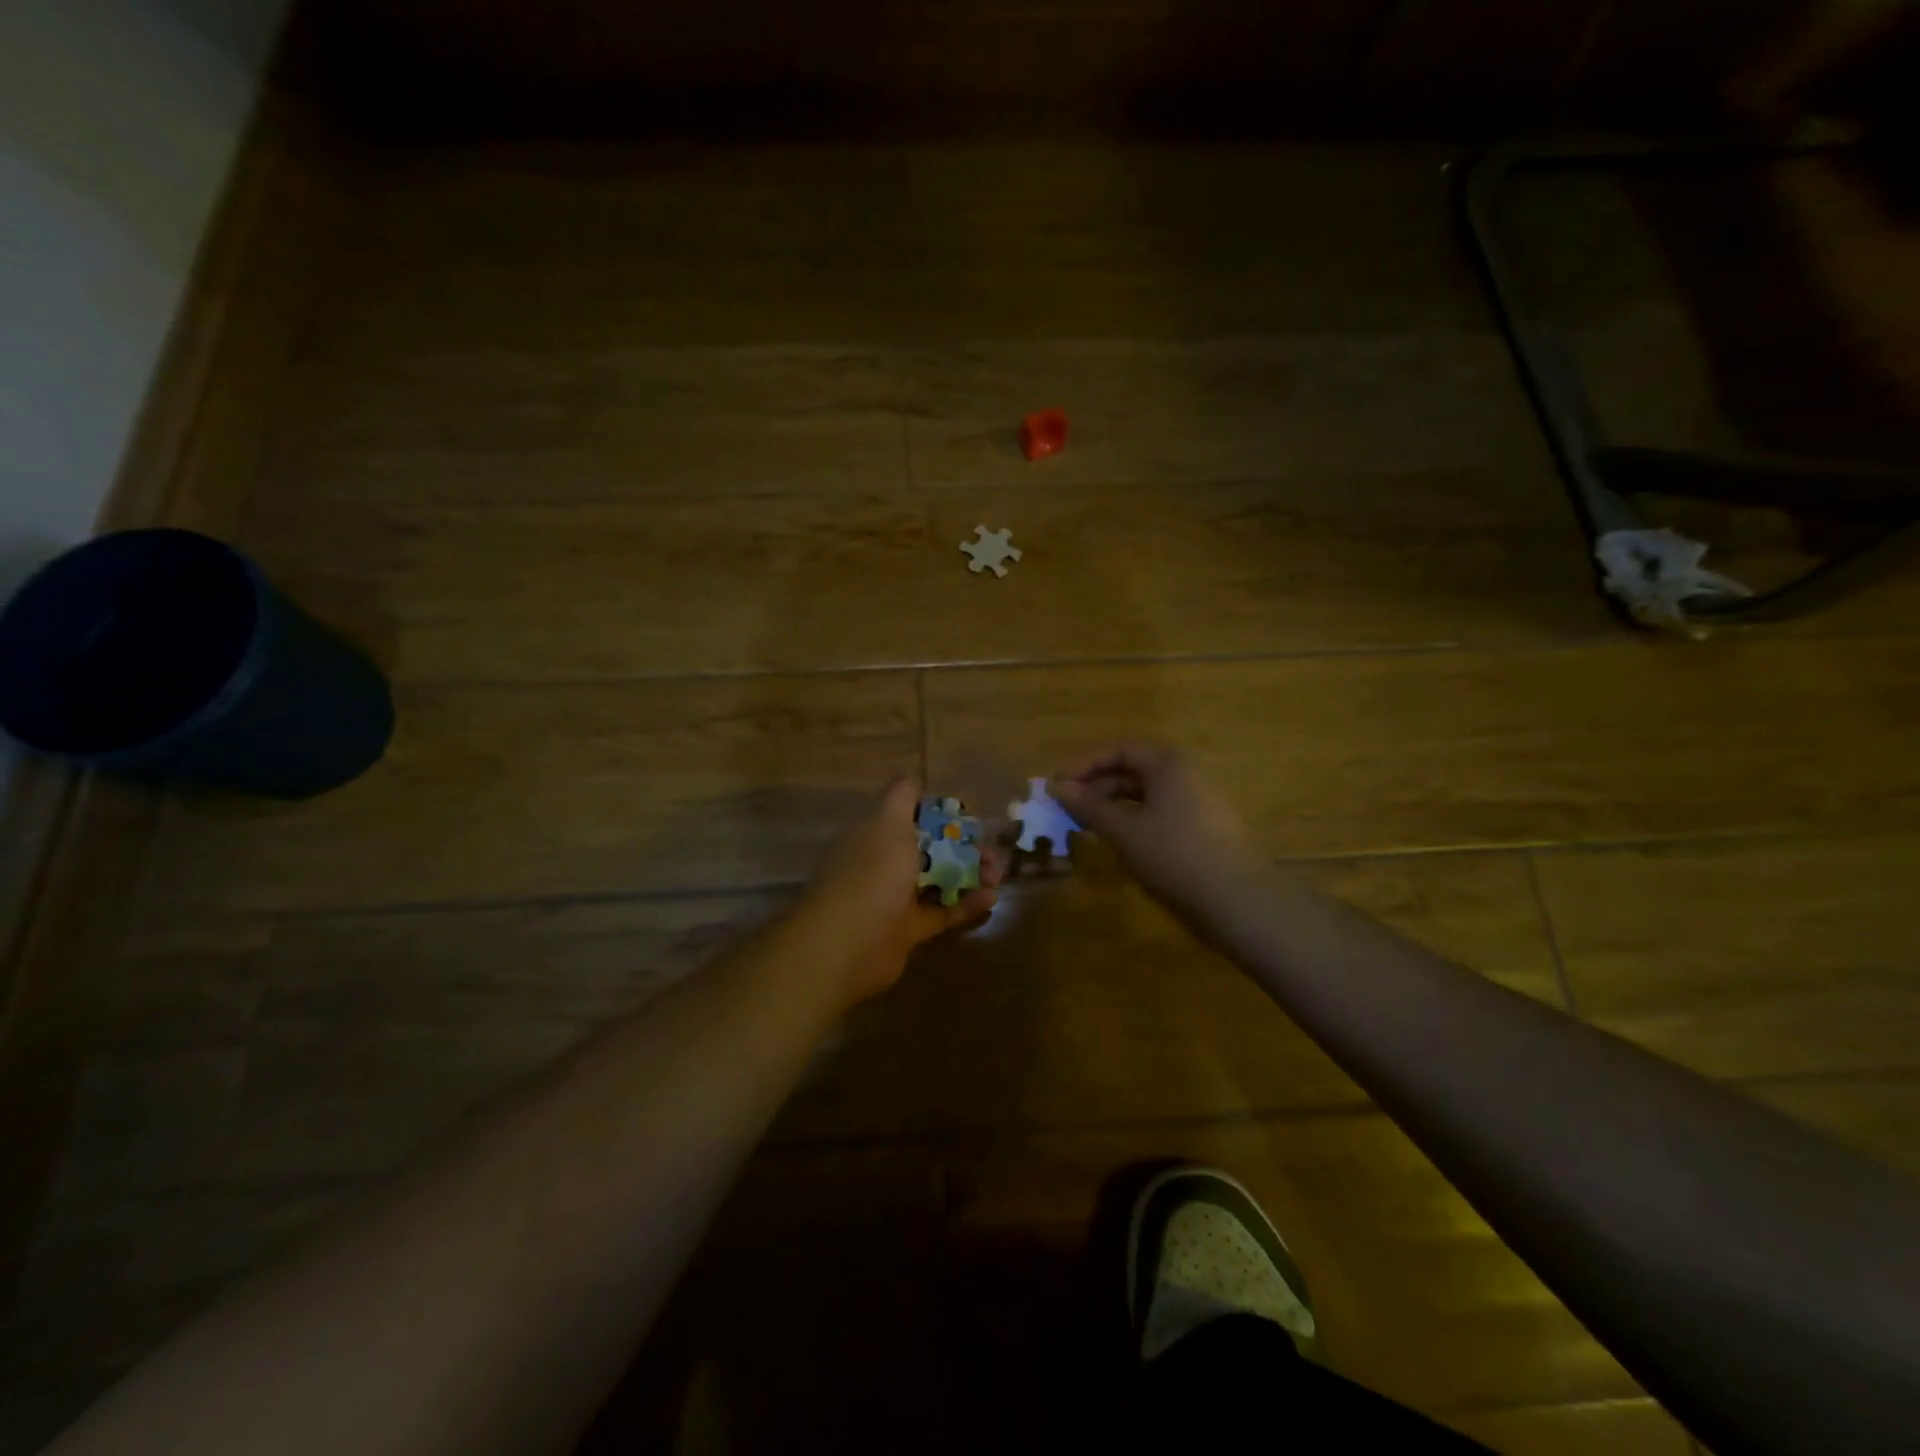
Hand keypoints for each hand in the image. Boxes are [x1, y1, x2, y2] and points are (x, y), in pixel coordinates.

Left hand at [798, 778, 1002, 1007]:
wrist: (848, 942)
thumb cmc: (872, 872)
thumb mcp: (888, 822)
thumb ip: (901, 797)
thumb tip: (912, 777)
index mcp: (874, 834)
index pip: (908, 816)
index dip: (939, 813)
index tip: (968, 816)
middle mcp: (882, 863)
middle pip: (928, 849)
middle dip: (962, 846)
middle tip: (991, 849)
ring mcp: (894, 898)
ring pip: (937, 880)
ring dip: (968, 874)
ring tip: (997, 874)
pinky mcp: (908, 930)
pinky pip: (941, 913)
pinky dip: (965, 905)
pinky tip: (991, 898)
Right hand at [1050, 743, 1266, 923]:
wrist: (1237, 899)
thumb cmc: (1174, 855)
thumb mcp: (1124, 830)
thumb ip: (1089, 806)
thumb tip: (1057, 787)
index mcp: (1166, 764)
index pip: (1118, 749)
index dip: (1083, 763)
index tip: (1057, 784)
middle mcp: (1183, 774)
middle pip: (1131, 769)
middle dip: (1095, 785)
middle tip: (1067, 807)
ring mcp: (1195, 800)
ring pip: (1144, 793)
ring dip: (1111, 804)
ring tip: (1086, 825)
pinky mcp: (1201, 826)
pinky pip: (1157, 811)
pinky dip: (1132, 819)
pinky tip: (1118, 840)